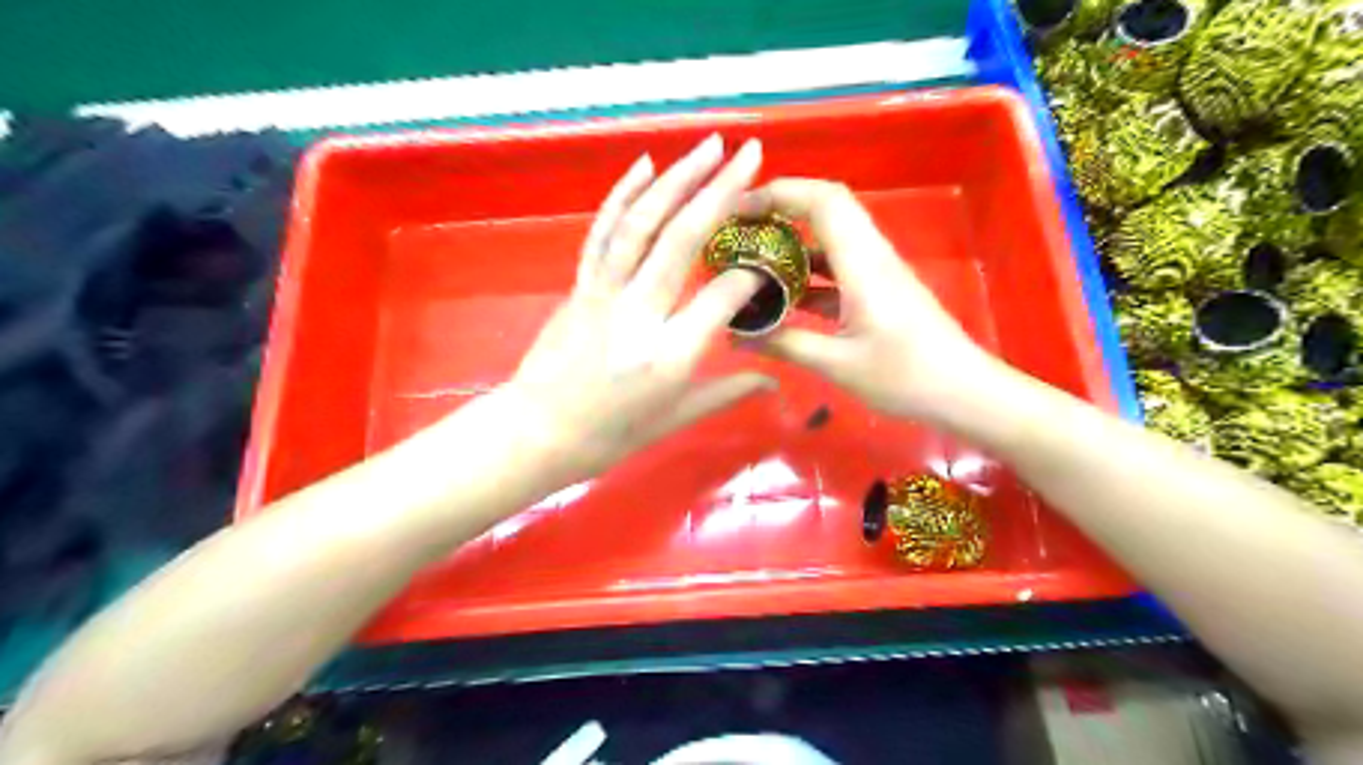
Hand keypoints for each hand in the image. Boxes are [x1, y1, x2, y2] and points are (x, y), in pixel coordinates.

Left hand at [498, 134, 777, 487]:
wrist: (538, 432)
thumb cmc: (610, 435)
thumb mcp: (675, 419)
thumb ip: (727, 392)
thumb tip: (774, 381)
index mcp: (669, 354)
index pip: (722, 295)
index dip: (751, 274)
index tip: (768, 265)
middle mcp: (639, 314)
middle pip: (682, 241)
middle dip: (721, 192)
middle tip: (750, 155)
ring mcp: (605, 293)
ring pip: (642, 224)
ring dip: (676, 178)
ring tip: (709, 146)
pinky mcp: (581, 285)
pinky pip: (603, 232)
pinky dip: (623, 194)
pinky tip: (645, 164)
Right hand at [742, 181, 1002, 426]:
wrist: (963, 392)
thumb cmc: (905, 377)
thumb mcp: (838, 365)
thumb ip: (786, 344)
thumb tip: (737, 336)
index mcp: (863, 263)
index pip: (823, 201)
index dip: (779, 193)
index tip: (739, 210)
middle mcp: (871, 255)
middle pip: (826, 208)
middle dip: (781, 209)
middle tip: (740, 230)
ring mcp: (876, 272)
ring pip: (830, 237)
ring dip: (792, 242)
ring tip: (751, 260)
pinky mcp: (878, 290)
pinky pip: (837, 267)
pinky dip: (807, 272)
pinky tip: (781, 297)